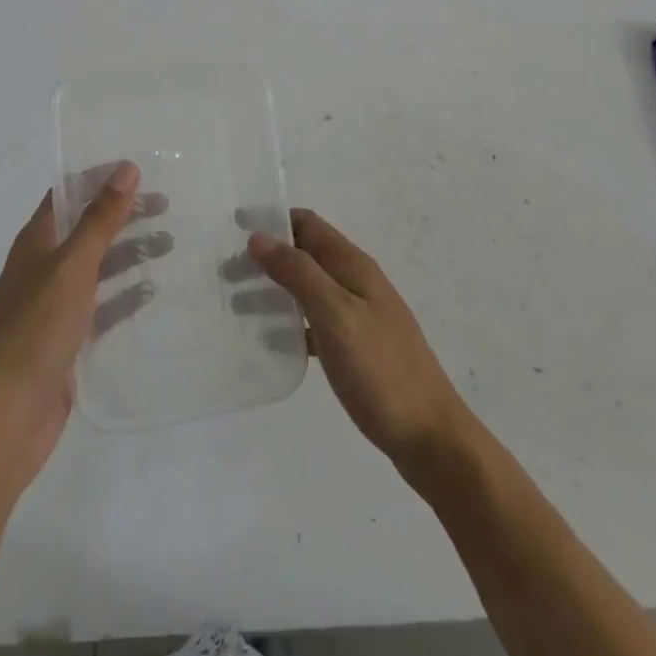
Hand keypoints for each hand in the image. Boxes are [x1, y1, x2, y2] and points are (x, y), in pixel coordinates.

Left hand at [0, 162, 165, 499]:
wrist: (6, 417)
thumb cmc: (36, 330)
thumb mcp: (72, 267)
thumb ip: (100, 220)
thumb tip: (126, 169)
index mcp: (35, 243)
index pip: (68, 195)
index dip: (100, 180)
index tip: (141, 171)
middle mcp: (42, 268)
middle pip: (86, 229)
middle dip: (123, 216)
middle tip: (167, 207)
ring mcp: (53, 306)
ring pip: (97, 267)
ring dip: (129, 253)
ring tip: (170, 244)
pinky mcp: (67, 340)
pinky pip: (100, 307)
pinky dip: (124, 296)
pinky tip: (153, 292)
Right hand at [249, 209, 469, 470]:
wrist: (430, 436)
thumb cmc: (381, 370)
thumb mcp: (336, 315)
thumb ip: (299, 273)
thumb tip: (259, 237)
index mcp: (353, 266)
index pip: (308, 224)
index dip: (272, 219)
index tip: (233, 226)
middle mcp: (356, 282)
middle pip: (305, 253)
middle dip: (266, 255)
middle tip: (225, 271)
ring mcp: (358, 315)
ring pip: (307, 287)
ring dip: (273, 287)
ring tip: (235, 301)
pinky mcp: (356, 347)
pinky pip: (314, 320)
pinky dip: (289, 321)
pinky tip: (268, 339)